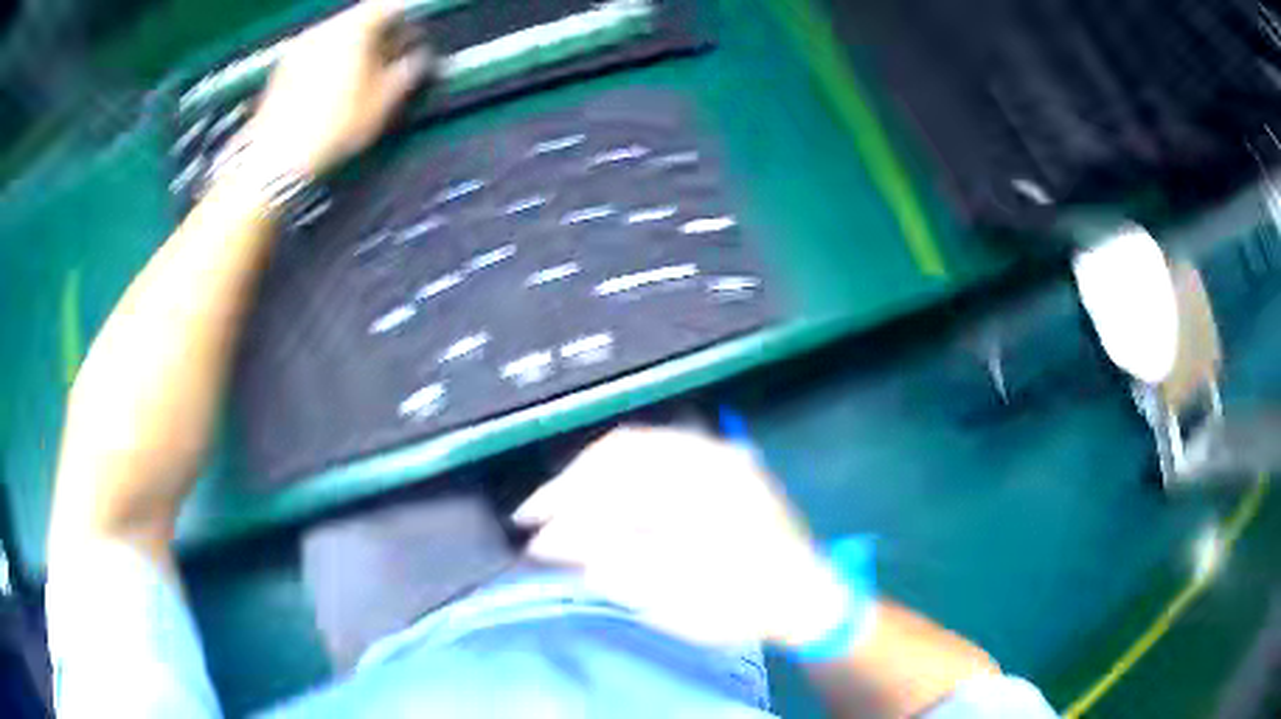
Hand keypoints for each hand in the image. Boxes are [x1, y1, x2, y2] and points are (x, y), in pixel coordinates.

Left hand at [244, 0, 432, 178]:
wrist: (274, 160)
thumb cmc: (335, 127)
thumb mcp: (383, 101)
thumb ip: (408, 70)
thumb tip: (420, 56)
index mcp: (355, 27)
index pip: (389, 6)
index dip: (408, 16)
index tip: (417, 33)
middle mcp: (325, 27)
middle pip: (360, 17)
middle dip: (380, 31)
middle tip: (395, 51)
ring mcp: (300, 46)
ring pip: (337, 33)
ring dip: (354, 44)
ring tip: (364, 70)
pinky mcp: (282, 67)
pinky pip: (317, 50)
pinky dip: (332, 57)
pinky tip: (334, 83)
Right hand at [514, 427, 849, 647]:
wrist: (807, 597)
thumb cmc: (743, 604)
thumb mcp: (675, 596)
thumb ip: (610, 562)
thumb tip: (550, 540)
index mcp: (701, 486)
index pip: (612, 476)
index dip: (563, 497)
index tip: (529, 522)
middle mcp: (711, 456)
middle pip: (622, 450)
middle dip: (573, 481)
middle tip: (539, 513)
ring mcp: (721, 455)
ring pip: (641, 446)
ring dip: (596, 473)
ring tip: (565, 503)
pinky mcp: (725, 464)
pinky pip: (663, 452)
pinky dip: (625, 472)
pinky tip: (609, 495)